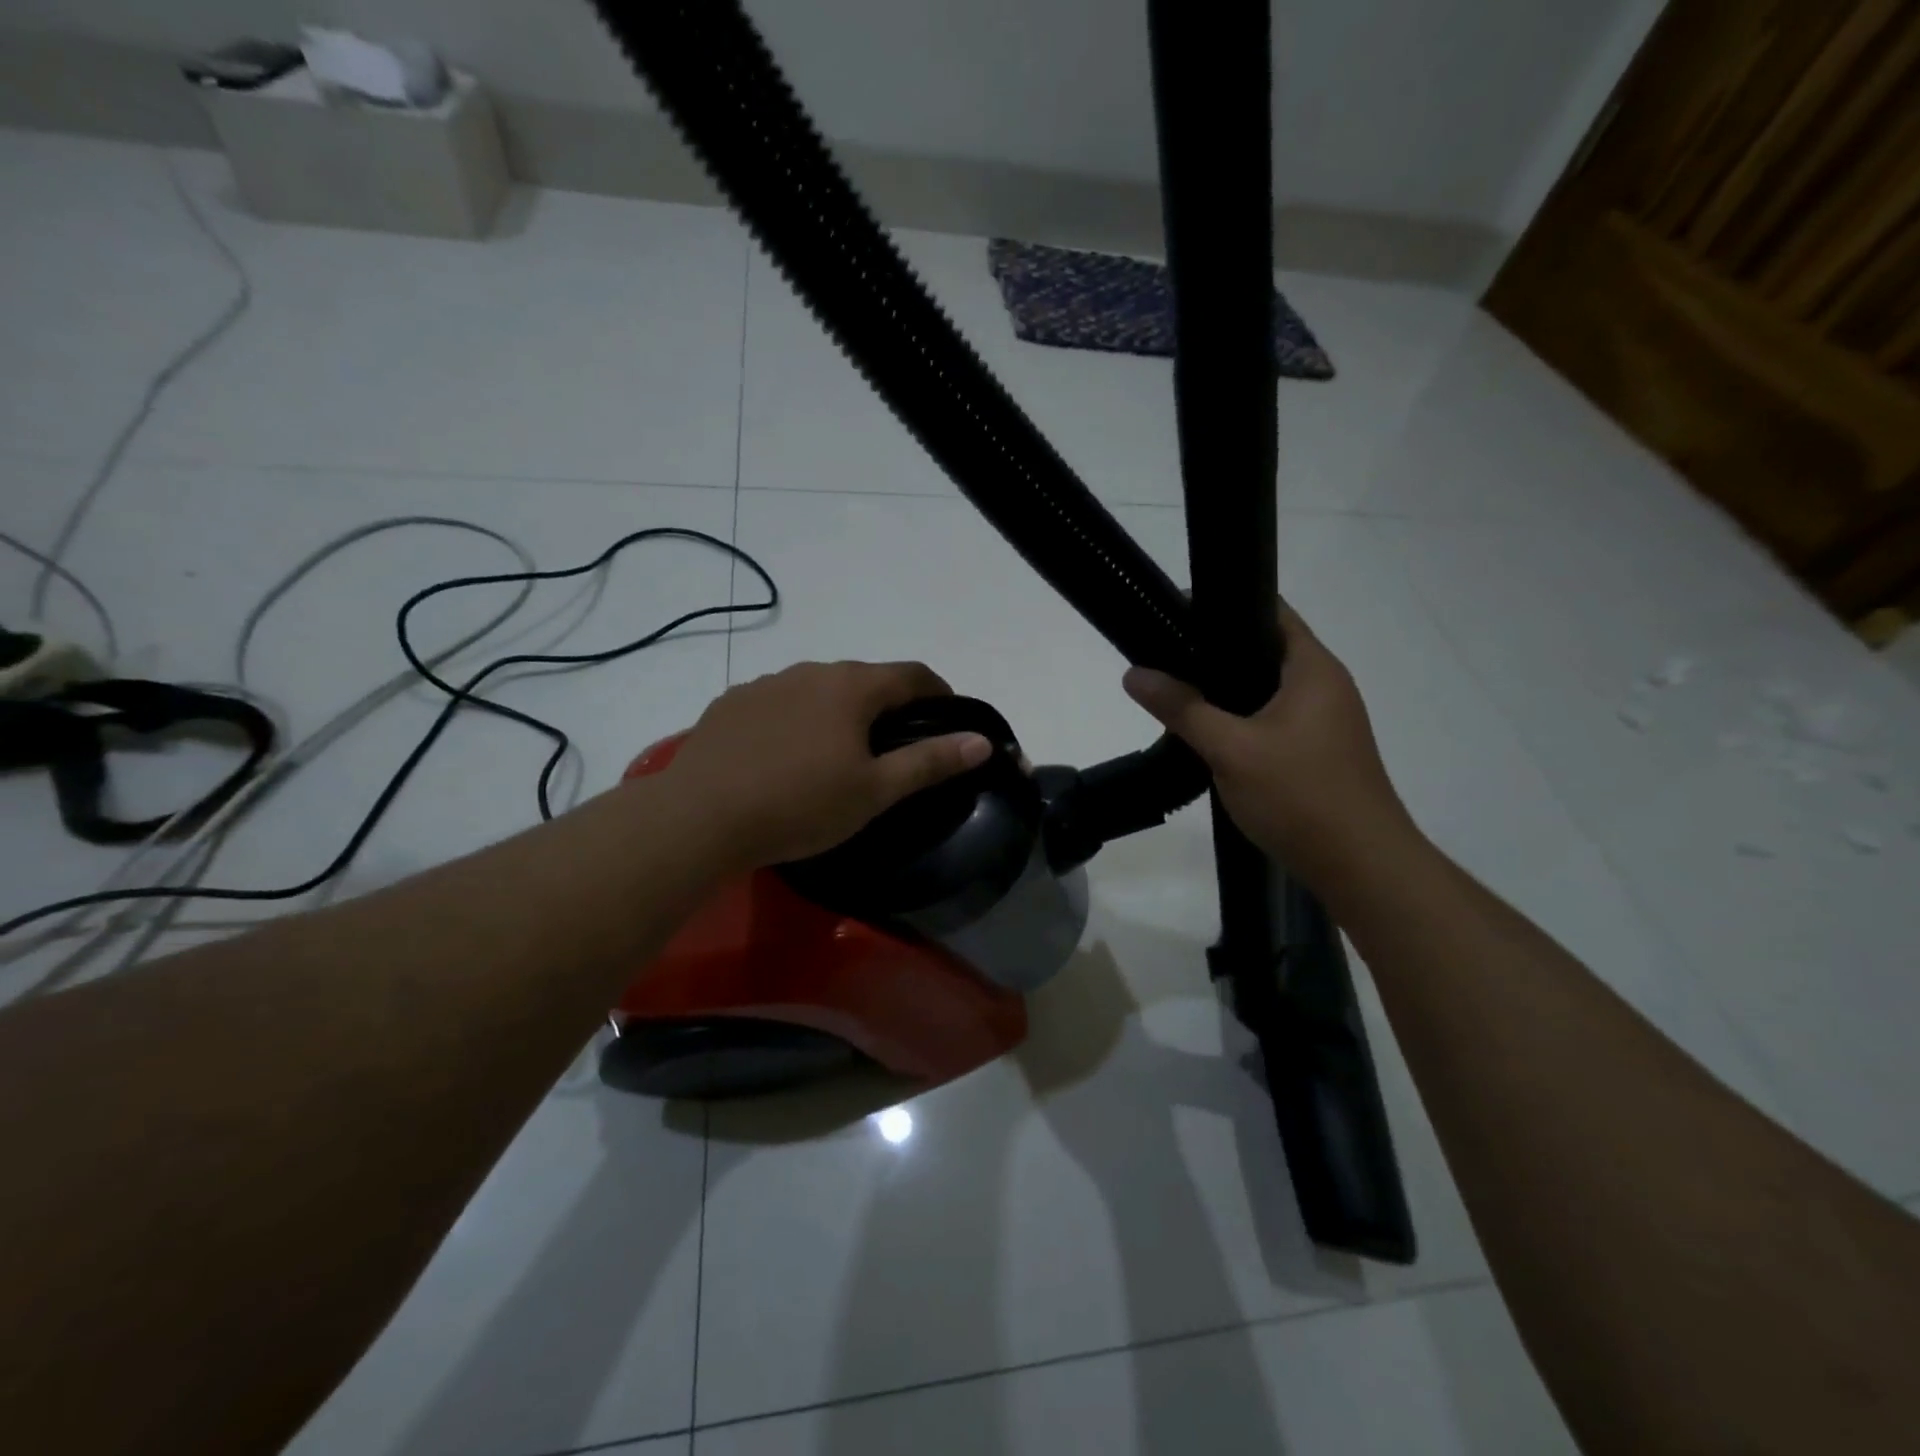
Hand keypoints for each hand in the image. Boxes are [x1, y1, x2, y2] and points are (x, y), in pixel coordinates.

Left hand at [665, 660, 991, 867]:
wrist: (700, 817)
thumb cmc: (801, 804)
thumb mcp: (875, 791)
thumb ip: (930, 761)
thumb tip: (981, 740)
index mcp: (852, 686)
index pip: (913, 675)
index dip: (940, 693)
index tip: (948, 719)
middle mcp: (810, 671)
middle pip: (865, 680)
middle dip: (887, 706)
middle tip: (892, 748)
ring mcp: (765, 684)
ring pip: (818, 690)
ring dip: (837, 712)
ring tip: (835, 755)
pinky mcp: (731, 704)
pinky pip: (778, 704)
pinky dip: (795, 721)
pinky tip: (783, 757)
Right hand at [1122, 605, 1416, 889]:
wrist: (1362, 868)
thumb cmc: (1301, 796)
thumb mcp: (1232, 749)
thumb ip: (1182, 708)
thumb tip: (1134, 673)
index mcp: (1314, 669)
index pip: (1270, 612)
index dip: (1224, 605)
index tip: (1175, 611)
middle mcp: (1325, 686)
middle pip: (1265, 650)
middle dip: (1215, 650)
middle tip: (1165, 653)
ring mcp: (1325, 722)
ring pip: (1267, 690)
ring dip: (1227, 690)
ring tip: (1177, 689)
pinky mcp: (1318, 752)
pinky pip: (1273, 720)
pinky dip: (1241, 718)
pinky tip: (1208, 733)